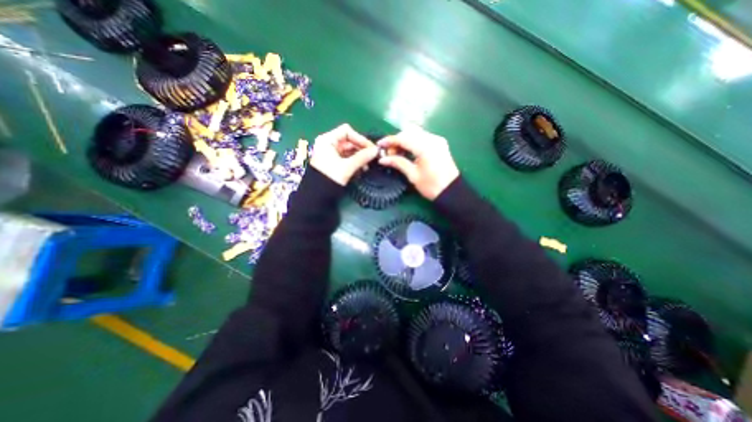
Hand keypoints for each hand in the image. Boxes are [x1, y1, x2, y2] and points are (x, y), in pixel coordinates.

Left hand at [309, 124, 379, 185]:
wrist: (317, 195)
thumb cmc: (330, 178)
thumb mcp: (347, 167)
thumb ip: (362, 157)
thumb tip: (376, 150)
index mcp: (327, 140)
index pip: (347, 131)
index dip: (360, 138)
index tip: (371, 148)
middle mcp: (328, 144)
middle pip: (349, 141)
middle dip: (361, 149)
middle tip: (372, 157)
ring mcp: (330, 153)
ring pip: (349, 150)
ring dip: (359, 156)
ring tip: (367, 166)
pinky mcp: (333, 162)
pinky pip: (346, 158)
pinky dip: (354, 161)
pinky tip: (362, 168)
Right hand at [376, 123, 457, 198]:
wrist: (452, 191)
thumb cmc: (431, 186)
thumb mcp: (413, 175)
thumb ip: (398, 163)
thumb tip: (382, 159)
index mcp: (425, 147)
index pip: (403, 138)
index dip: (390, 140)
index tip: (379, 145)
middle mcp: (432, 139)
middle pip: (409, 132)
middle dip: (397, 140)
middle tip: (389, 153)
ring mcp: (437, 140)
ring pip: (416, 133)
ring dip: (404, 140)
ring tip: (397, 153)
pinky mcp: (440, 143)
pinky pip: (423, 137)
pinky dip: (413, 141)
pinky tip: (408, 151)